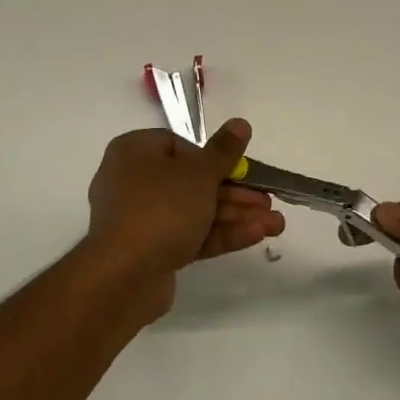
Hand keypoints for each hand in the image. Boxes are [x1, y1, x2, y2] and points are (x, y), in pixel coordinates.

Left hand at [84, 120, 285, 316]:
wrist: (123, 276)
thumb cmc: (160, 208)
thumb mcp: (199, 173)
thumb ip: (224, 150)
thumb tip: (240, 123)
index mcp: (134, 152)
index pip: (178, 146)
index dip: (211, 158)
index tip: (235, 170)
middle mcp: (133, 181)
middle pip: (193, 182)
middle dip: (236, 193)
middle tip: (268, 201)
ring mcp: (141, 219)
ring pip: (196, 211)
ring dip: (236, 216)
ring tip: (276, 225)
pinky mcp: (151, 251)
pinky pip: (189, 235)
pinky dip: (220, 234)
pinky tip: (258, 236)